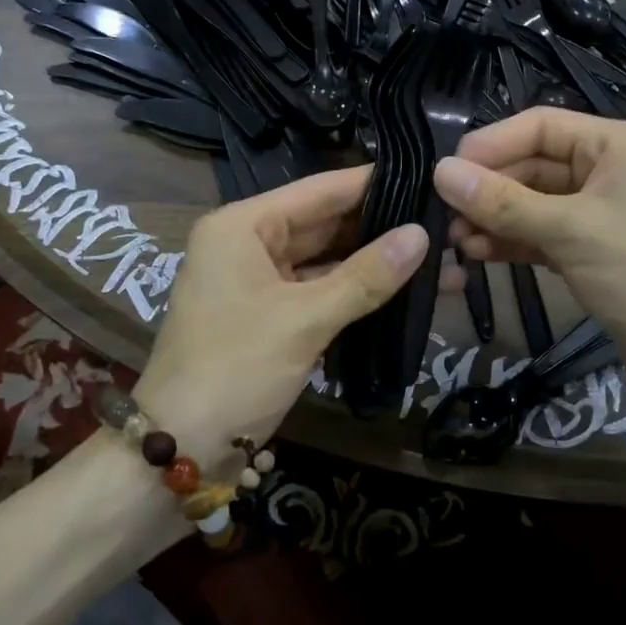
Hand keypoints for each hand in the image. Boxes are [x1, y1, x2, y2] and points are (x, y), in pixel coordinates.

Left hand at [132, 166, 427, 466]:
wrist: (181, 448)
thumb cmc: (236, 369)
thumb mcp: (305, 319)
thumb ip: (366, 276)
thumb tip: (422, 235)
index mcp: (243, 226)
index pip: (319, 191)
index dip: (372, 183)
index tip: (427, 176)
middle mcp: (247, 242)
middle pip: (324, 223)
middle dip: (380, 226)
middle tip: (444, 221)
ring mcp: (257, 280)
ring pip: (324, 259)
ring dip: (373, 262)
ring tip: (438, 255)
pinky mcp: (269, 314)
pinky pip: (317, 290)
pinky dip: (354, 291)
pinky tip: (401, 289)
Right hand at [434, 108, 625, 399]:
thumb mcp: (569, 231)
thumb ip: (502, 201)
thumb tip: (440, 172)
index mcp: (617, 145)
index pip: (540, 125)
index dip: (490, 145)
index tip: (444, 172)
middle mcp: (610, 171)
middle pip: (533, 165)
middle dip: (489, 189)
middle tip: (443, 215)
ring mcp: (602, 216)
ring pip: (533, 204)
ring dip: (494, 219)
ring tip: (455, 242)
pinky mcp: (595, 254)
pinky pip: (542, 236)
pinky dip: (512, 243)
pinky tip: (478, 256)